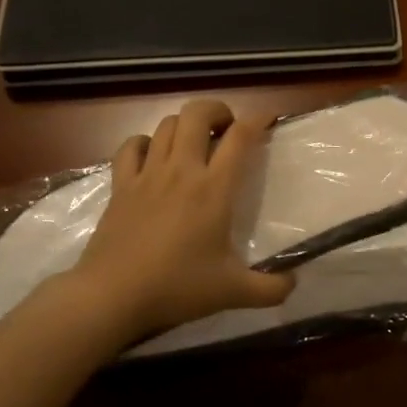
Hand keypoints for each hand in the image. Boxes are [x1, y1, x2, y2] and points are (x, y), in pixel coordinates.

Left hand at [74, 99, 293, 340]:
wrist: (112, 295)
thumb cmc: (177, 287)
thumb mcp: (233, 292)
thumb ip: (271, 289)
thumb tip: (294, 283)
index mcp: (214, 188)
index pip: (240, 137)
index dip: (258, 120)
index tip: (268, 120)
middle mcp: (182, 170)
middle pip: (198, 114)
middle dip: (217, 110)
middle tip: (227, 129)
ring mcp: (148, 174)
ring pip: (167, 124)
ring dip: (186, 124)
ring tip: (195, 141)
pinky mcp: (120, 185)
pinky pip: (131, 146)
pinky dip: (145, 142)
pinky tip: (152, 154)